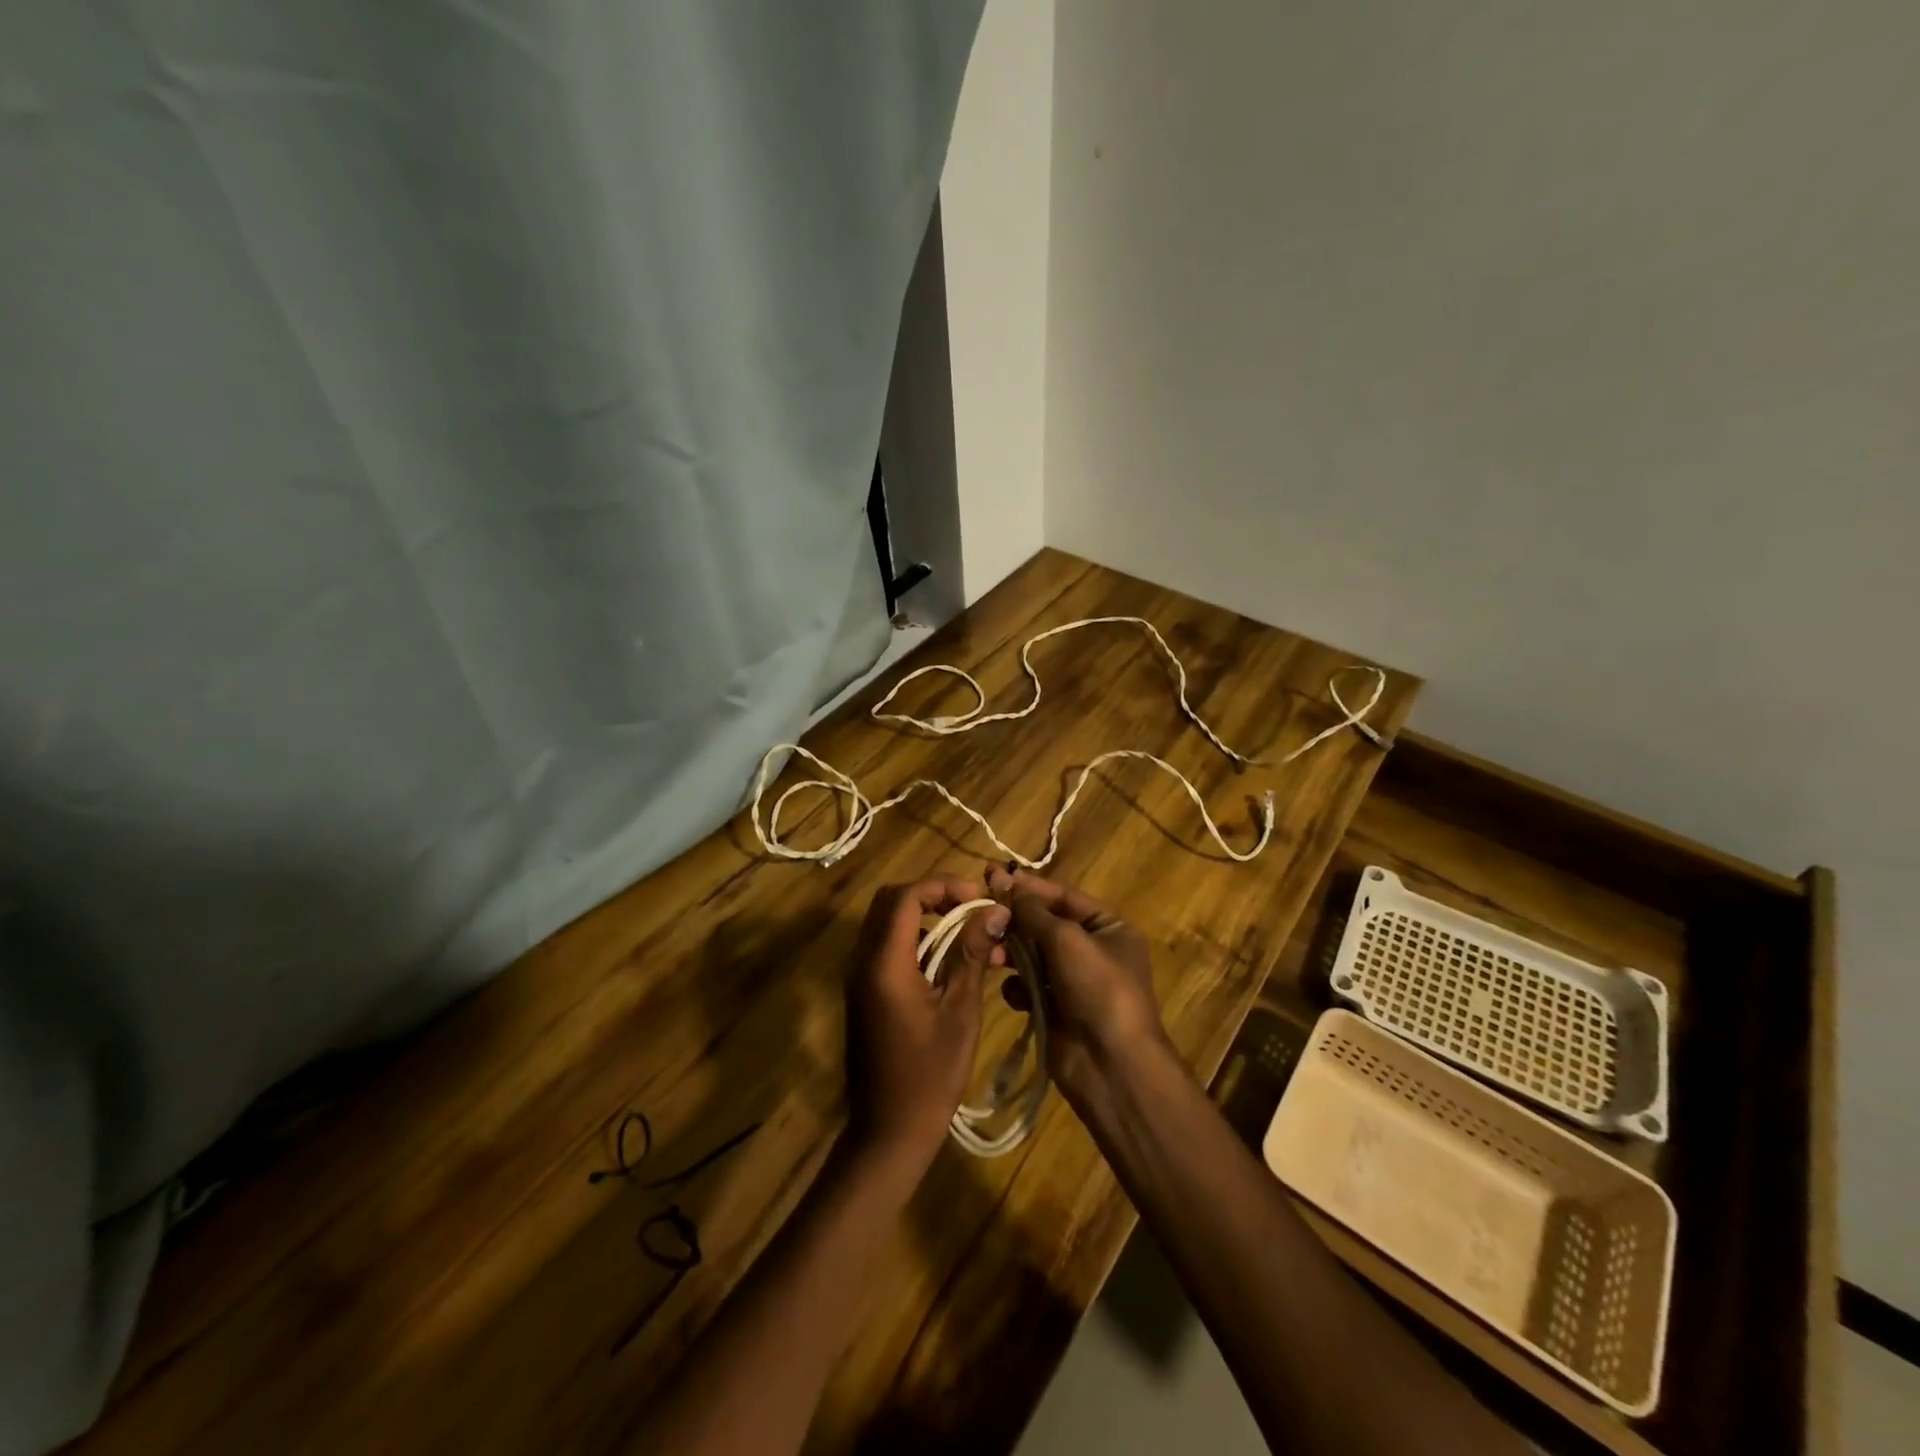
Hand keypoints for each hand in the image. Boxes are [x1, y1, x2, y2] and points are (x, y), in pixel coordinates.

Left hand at [843, 877, 1007, 1181]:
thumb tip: (995, 911)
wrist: (888, 1132)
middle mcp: (862, 961)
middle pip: (890, 901)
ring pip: (887, 922)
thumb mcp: (960, 1012)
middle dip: (933, 895)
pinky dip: (917, 940)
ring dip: (927, 918)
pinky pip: (886, 947)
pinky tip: (951, 962)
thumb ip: (971, 954)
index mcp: (883, 963)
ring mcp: (858, 976)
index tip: (978, 899)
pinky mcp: (863, 991)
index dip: (942, 886)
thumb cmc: (930, 1076)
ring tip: (970, 936)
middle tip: (972, 910)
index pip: (905, 896)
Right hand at [985, 866, 1169, 1107]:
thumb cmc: (1097, 988)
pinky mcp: (1057, 1010)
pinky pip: (1030, 988)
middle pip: (1046, 925)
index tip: (991, 876)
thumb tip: (1007, 883)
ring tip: (989, 953)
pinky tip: (1012, 992)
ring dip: (1011, 953)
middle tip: (979, 911)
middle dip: (1015, 921)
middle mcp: (1094, 951)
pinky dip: (1018, 987)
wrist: (1112, 1065)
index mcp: (1109, 928)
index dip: (1028, 887)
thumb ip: (1034, 912)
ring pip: (1034, 956)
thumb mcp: (1067, 939)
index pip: (1063, 897)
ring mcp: (1075, 983)